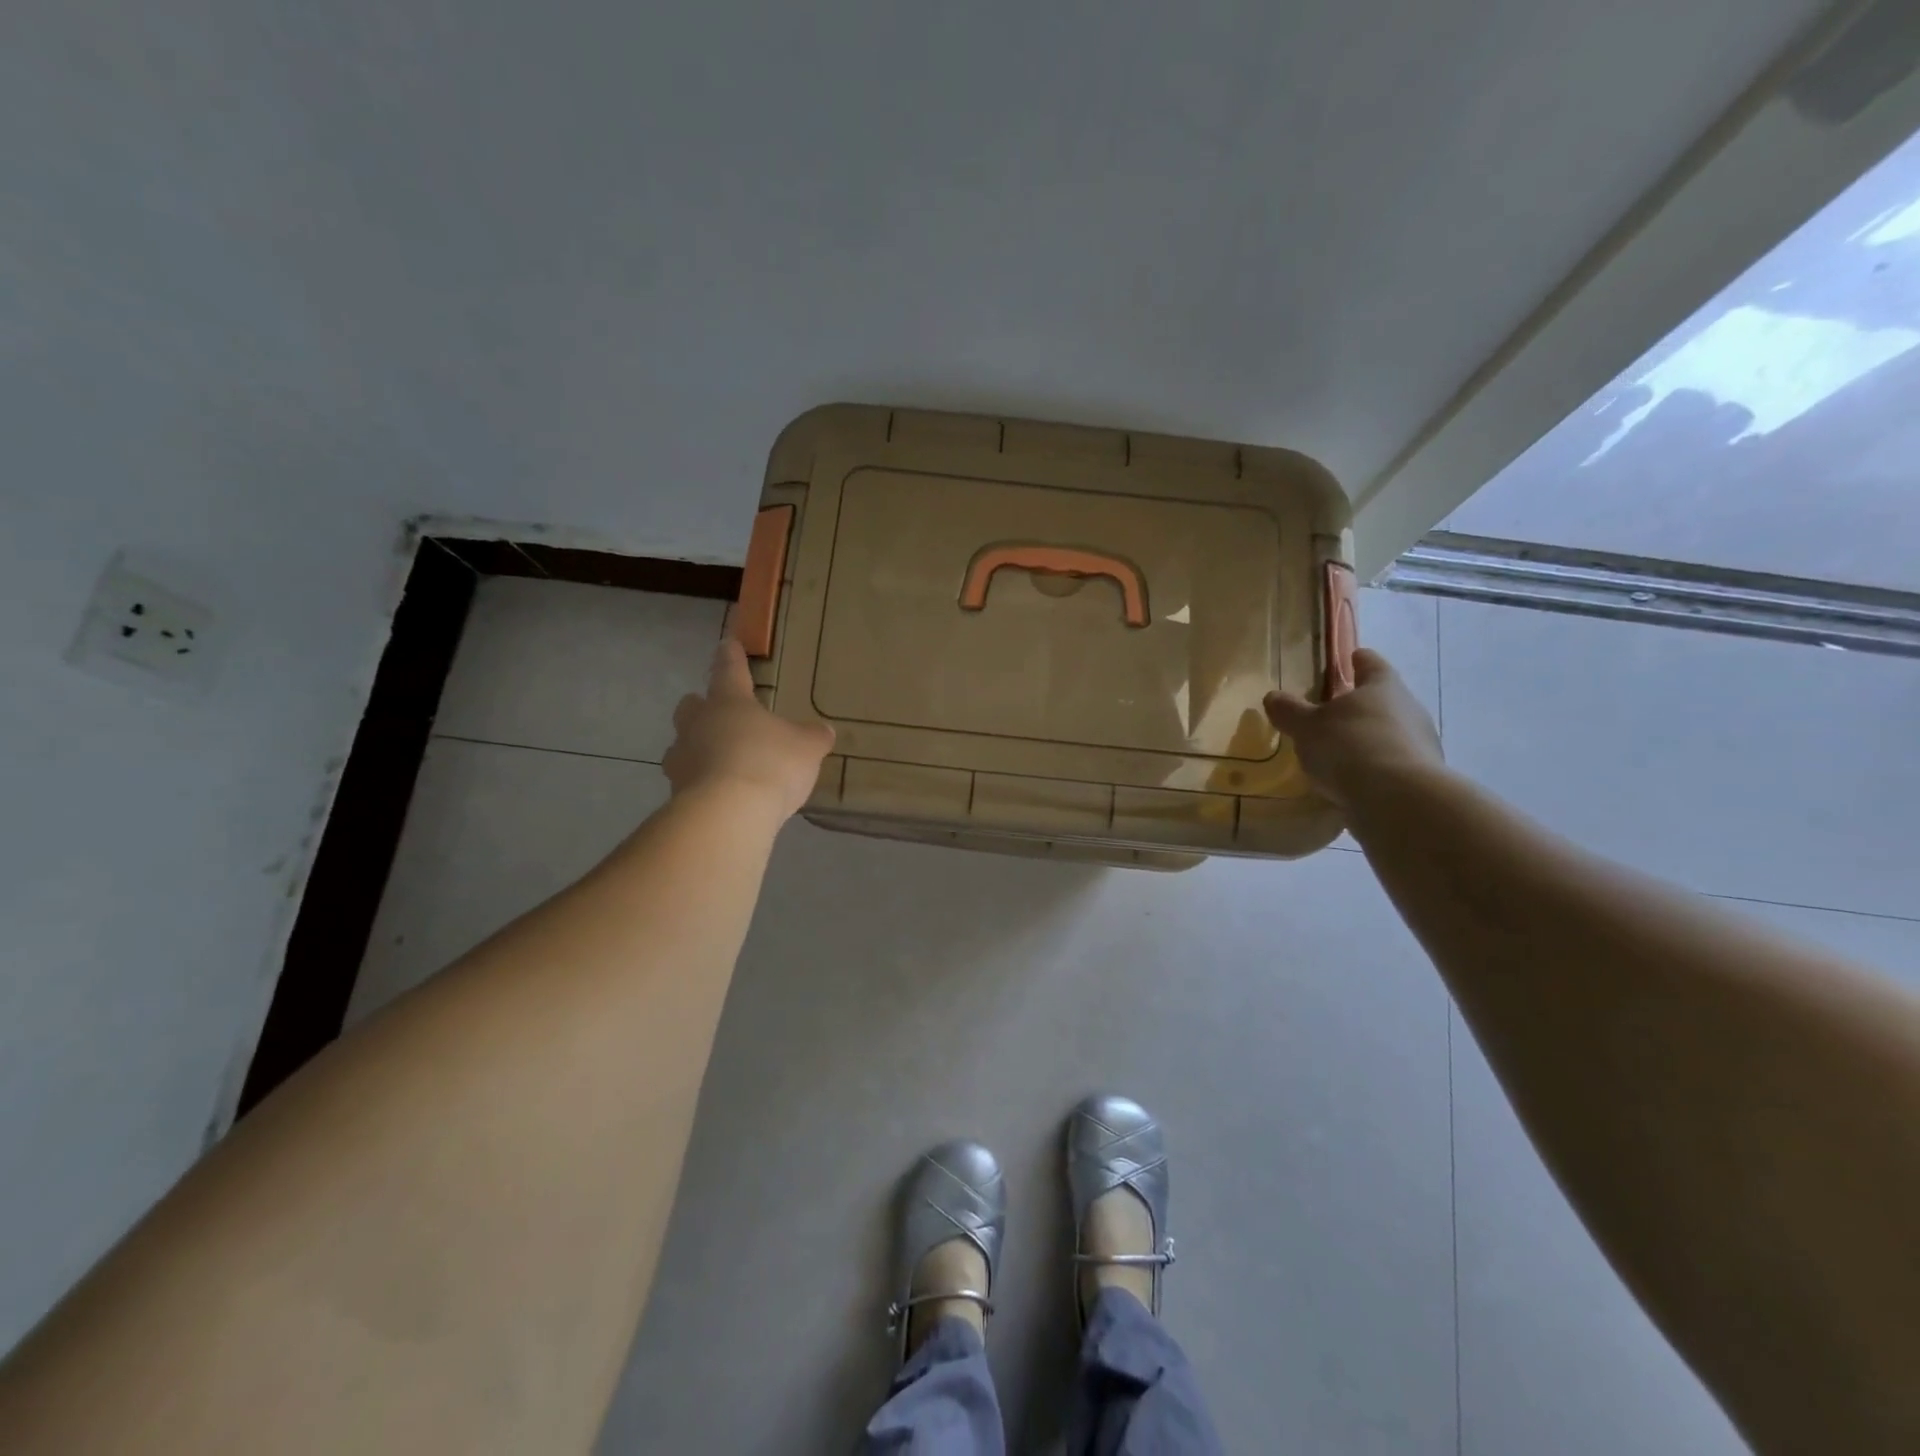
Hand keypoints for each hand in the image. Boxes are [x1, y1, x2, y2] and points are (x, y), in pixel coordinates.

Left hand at [663, 638, 834, 817]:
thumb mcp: (806, 748)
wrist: (728, 814)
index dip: (731, 656)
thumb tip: (823, 731)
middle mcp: (698, 724)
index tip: (728, 643)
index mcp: (729, 702)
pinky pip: (689, 781)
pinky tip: (723, 796)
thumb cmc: (769, 764)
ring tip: (722, 763)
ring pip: (684, 744)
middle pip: (692, 706)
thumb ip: (813, 737)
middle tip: (722, 716)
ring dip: (699, 749)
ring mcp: (682, 760)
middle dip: (703, 708)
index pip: (729, 670)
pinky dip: (703, 783)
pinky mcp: (676, 793)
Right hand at [1263, 649, 1443, 808]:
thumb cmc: (1349, 746)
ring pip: (1392, 732)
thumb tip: (1273, 697)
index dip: (1359, 660)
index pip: (1372, 664)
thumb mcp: (1307, 727)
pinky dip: (1376, 767)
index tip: (1352, 658)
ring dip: (1370, 738)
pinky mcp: (1423, 777)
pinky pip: (1393, 764)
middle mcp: (1409, 709)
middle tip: (1336, 711)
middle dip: (1362, 704)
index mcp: (1382, 687)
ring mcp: (1421, 743)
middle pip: (1385, 699)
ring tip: (1342, 752)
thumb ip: (1289, 711)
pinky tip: (1356, 780)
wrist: (1398, 798)